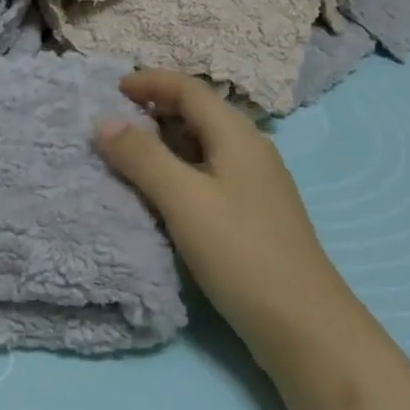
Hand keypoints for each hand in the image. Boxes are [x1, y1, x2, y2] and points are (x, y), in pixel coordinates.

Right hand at [95, 71, 357, 375]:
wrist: (305, 327)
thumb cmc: (241, 253)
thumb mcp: (184, 200)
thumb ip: (142, 157)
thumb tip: (104, 121)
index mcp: (236, 134)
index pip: (188, 88)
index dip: (150, 82)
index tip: (112, 89)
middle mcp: (250, 148)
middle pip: (198, 112)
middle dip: (155, 110)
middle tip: (114, 124)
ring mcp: (256, 182)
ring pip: (203, 144)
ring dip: (166, 142)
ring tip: (129, 157)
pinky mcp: (255, 212)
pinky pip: (210, 172)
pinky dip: (180, 170)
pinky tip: (163, 195)